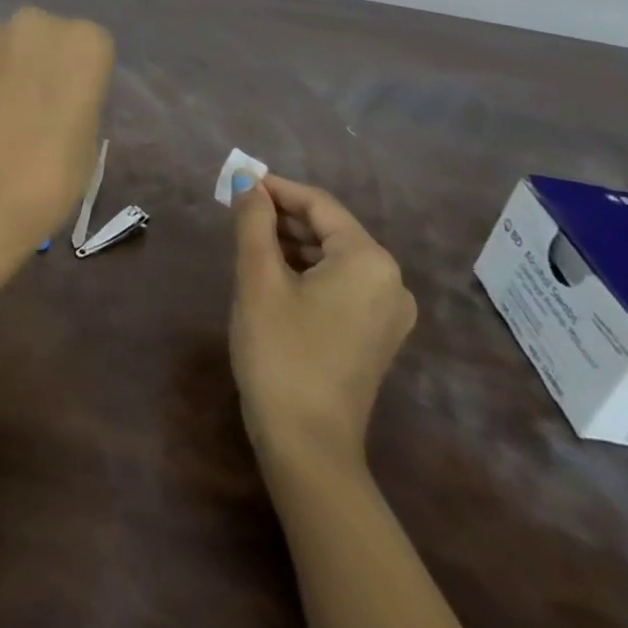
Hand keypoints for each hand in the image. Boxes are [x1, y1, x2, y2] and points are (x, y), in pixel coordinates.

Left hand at [0, 7, 113, 291]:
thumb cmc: (46, 180)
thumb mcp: (88, 147)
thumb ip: (78, 107)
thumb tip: (60, 104)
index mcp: (84, 42)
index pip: (93, 50)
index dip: (84, 81)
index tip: (74, 110)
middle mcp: (36, 24)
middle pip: (48, 38)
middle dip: (44, 65)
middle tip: (40, 110)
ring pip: (10, 47)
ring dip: (10, 71)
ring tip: (4, 118)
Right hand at [229, 174, 416, 477]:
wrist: (307, 446)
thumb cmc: (280, 352)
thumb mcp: (258, 279)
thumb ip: (253, 222)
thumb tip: (246, 180)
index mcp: (369, 260)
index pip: (319, 204)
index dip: (276, 189)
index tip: (238, 183)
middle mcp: (390, 280)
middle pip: (330, 229)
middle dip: (283, 216)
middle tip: (237, 211)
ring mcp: (388, 312)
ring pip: (334, 257)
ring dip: (293, 243)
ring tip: (249, 239)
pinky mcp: (376, 336)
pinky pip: (341, 285)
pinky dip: (308, 271)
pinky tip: (274, 273)